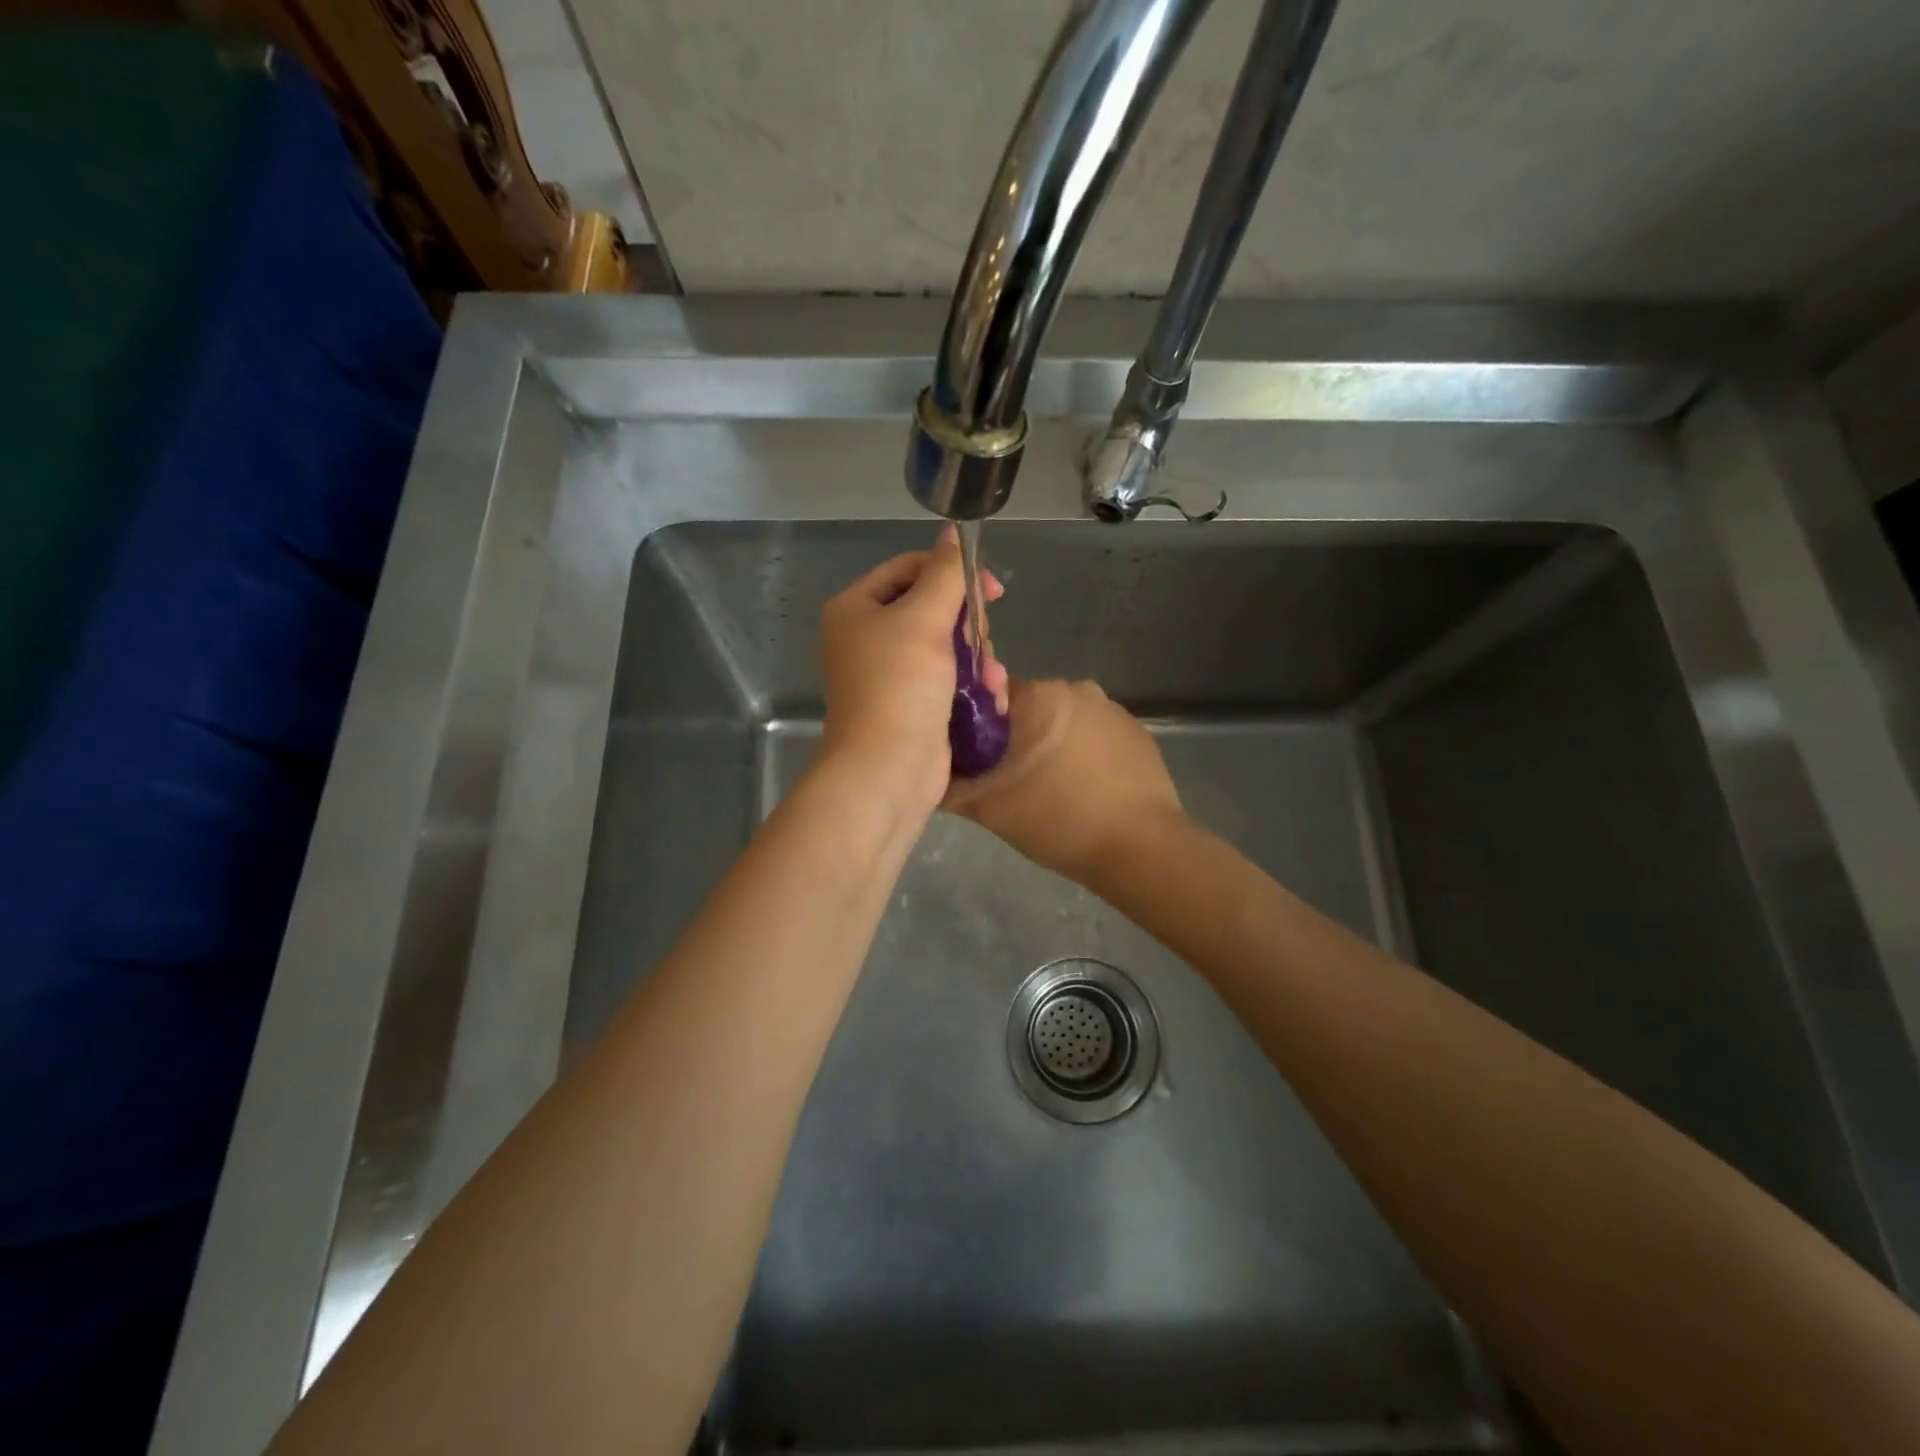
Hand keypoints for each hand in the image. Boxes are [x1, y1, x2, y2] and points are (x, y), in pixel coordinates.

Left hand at [818, 526, 1006, 816]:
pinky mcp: (913, 706)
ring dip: (978, 660)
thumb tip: (954, 532)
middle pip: (933, 609)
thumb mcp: (925, 619)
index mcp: (857, 609)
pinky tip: (990, 699)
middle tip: (980, 643)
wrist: (888, 770)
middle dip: (967, 627)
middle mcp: (868, 638)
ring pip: (949, 647)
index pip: (910, 569)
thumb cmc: (900, 685)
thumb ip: (946, 573)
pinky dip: (972, 686)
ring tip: (991, 681)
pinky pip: (950, 681)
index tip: (993, 590)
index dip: (953, 572)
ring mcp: (891, 675)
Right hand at [941, 677, 1183, 887]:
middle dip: (1014, 739)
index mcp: (1039, 695)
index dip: (974, 727)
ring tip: (1048, 791)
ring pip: (1061, 722)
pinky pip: (1094, 736)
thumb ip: (950, 786)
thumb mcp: (990, 809)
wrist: (1141, 848)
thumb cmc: (1059, 821)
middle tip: (1007, 782)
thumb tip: (926, 773)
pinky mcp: (1138, 732)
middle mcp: (1076, 687)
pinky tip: (1083, 791)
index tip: (972, 760)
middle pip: (1026, 708)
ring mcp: (1112, 708)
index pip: (988, 696)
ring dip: (1050, 747)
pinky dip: (1083, 756)